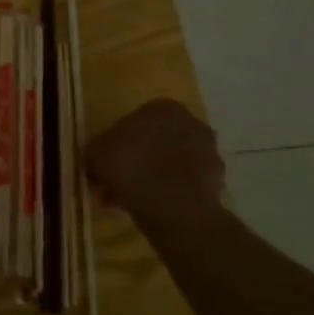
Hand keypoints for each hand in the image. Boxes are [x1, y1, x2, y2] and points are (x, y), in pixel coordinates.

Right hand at [86, 100, 224, 223]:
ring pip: (170, 163)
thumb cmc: (130, 165)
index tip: (108, 160)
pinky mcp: (217, 181)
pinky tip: (150, 207)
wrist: (173, 206)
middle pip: (156, 141)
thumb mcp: (96, 151)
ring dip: (152, 177)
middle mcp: (192, 123)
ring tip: (130, 199)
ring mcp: (209, 152)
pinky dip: (169, 192)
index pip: (136, 120)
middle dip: (137, 160)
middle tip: (117, 181)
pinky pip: (184, 183)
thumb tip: (98, 155)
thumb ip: (97, 148)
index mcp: (164, 107)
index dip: (119, 142)